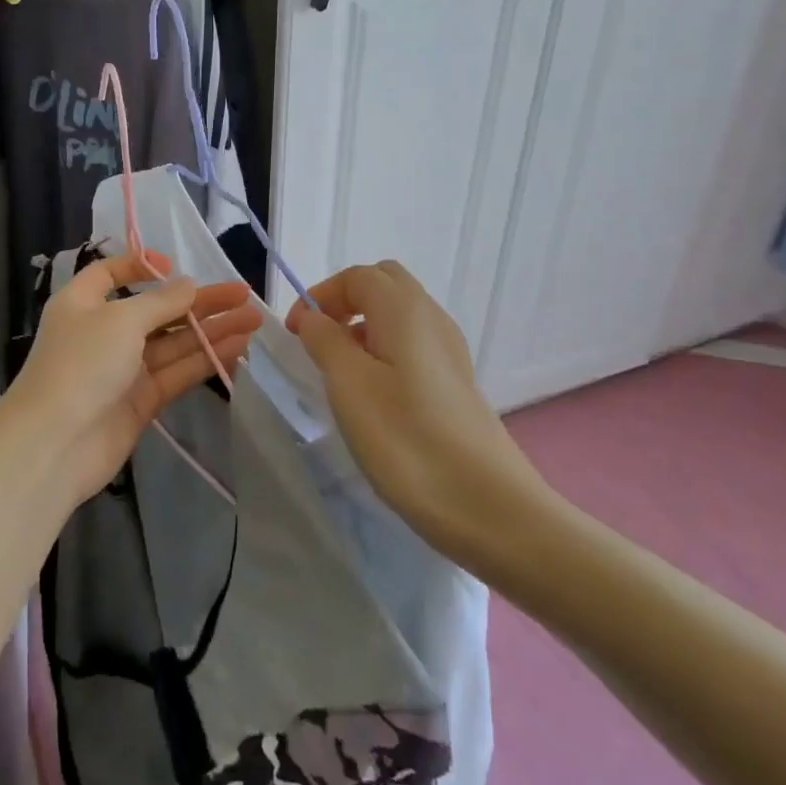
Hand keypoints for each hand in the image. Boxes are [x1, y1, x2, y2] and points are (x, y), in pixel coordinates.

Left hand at [10, 252, 261, 502]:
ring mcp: (123, 368)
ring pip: (173, 342)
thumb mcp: (121, 320)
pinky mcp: (141, 400)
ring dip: (211, 330)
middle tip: (243, 293)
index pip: (110, 274)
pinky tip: (238, 348)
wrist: (54, 444)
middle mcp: (103, 331)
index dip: (140, 266)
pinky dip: (205, 359)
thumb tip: (189, 285)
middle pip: (156, 309)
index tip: (174, 266)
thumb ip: (161, 302)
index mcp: (83, 302)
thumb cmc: (81, 364)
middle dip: (198, 302)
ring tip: (253, 318)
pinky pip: (177, 372)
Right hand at [287, 261, 553, 568]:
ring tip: (339, 372)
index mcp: (405, 310)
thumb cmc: (408, 440)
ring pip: (399, 316)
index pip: (357, 276)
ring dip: (363, 327)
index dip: (320, 295)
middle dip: (344, 302)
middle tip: (318, 341)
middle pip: (383, 285)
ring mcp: (450, 352)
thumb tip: (314, 318)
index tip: (295, 334)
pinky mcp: (455, 384)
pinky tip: (373, 395)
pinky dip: (384, 351)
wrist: (490, 509)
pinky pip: (412, 345)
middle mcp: (432, 319)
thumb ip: (325, 340)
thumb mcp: (349, 385)